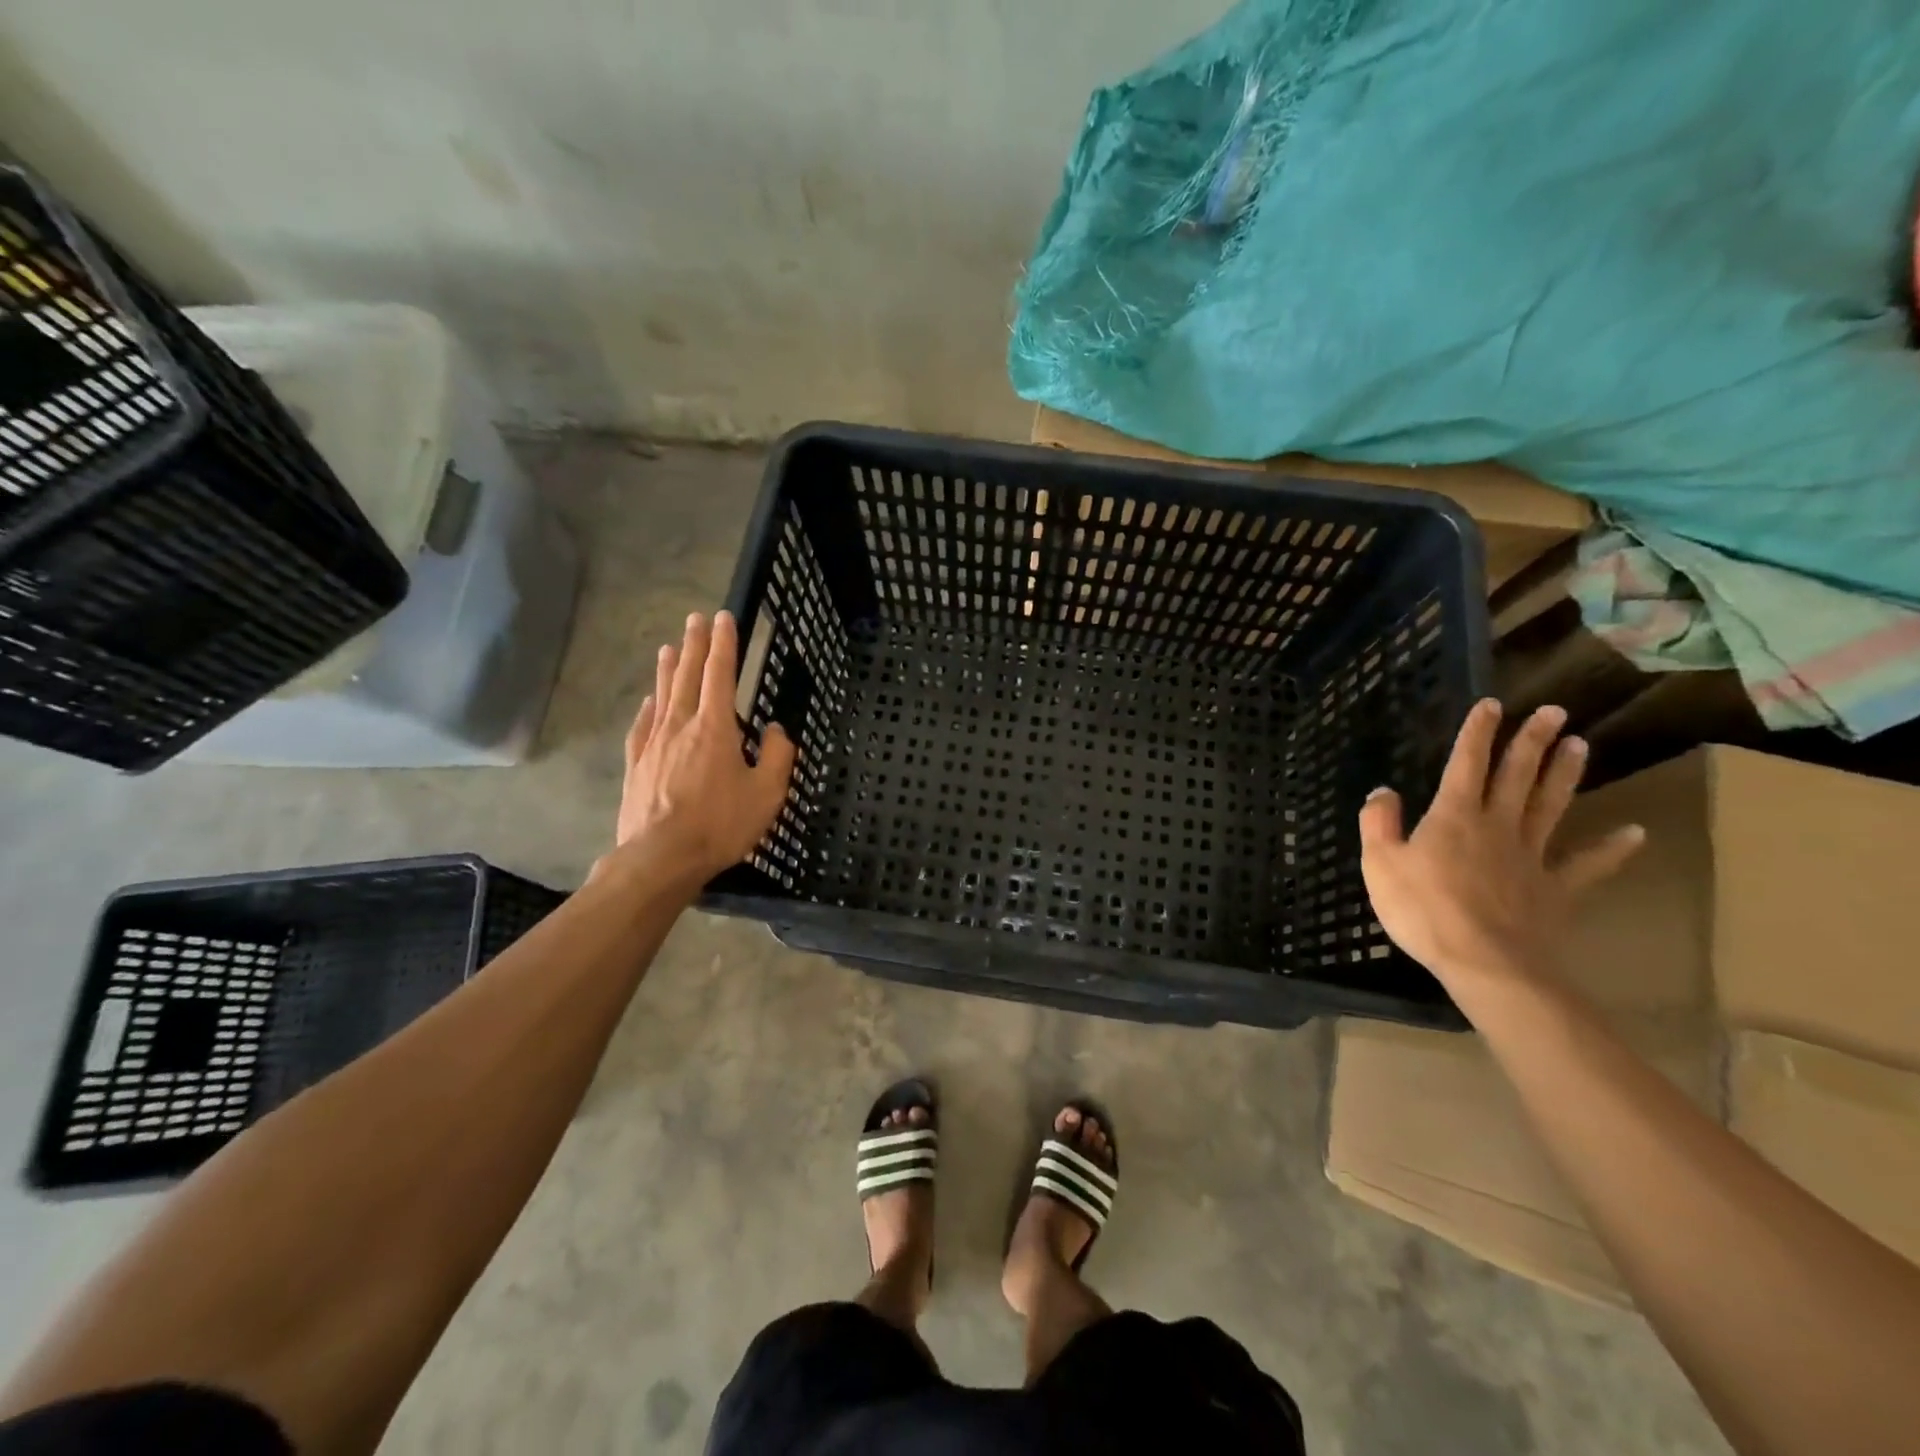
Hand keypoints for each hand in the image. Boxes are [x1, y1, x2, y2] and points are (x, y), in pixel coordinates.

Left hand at [609, 610, 796, 884]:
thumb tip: (774, 730)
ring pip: (662, 696)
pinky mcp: (636, 764)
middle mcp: (681, 725)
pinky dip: (648, 708)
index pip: (720, 674)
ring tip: (670, 646)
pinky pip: (642, 726)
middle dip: (695, 645)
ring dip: (668, 669)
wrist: (661, 857)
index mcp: (715, 728)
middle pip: (688, 676)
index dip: (724, 644)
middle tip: (695, 619)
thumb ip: (776, 756)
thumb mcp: (766, 793)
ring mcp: (654, 744)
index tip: (723, 618)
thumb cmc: (720, 824)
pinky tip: (648, 702)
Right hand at [1358, 698, 1644, 987]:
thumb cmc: (1423, 909)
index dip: (1477, 733)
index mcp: (1454, 816)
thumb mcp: (1379, 863)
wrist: (1485, 961)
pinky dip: (1612, 849)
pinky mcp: (1555, 889)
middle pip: (1517, 776)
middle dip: (1532, 741)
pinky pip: (1587, 864)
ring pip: (1551, 806)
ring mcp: (1531, 856)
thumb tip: (1383, 791)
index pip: (1465, 764)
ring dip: (1565, 774)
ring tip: (1580, 744)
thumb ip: (1379, 823)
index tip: (1492, 705)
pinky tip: (1634, 833)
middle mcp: (1497, 825)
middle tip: (1554, 712)